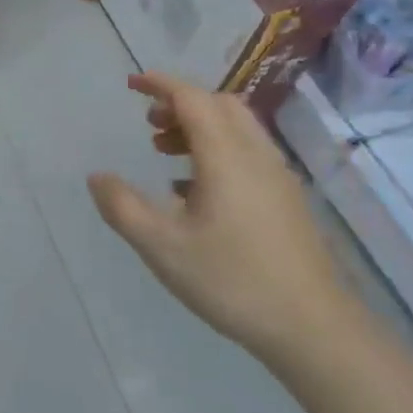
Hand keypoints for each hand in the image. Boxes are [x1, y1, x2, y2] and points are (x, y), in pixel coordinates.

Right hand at [88, 73, 359, 364]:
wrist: (314, 329)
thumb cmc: (232, 280)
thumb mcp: (161, 246)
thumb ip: (122, 206)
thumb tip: (97, 177)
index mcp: (226, 157)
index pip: (193, 99)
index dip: (160, 84)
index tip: (131, 83)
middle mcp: (256, 156)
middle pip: (220, 106)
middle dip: (181, 103)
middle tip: (148, 122)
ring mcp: (277, 178)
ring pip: (237, 129)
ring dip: (199, 127)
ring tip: (164, 153)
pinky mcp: (287, 201)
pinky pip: (247, 154)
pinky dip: (216, 150)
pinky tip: (192, 190)